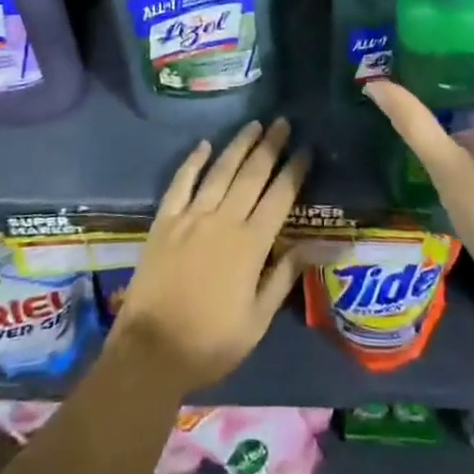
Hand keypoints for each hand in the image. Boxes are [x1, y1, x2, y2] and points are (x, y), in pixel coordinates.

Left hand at [108, 119, 309, 394]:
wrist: (151, 351)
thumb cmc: (211, 343)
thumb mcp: (258, 318)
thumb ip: (285, 275)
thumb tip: (321, 246)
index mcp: (251, 245)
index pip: (279, 197)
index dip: (294, 170)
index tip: (306, 148)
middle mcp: (223, 221)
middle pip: (251, 175)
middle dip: (270, 146)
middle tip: (283, 122)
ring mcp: (190, 217)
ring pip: (219, 171)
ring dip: (238, 145)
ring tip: (254, 124)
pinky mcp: (164, 221)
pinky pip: (180, 183)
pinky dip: (193, 161)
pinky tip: (204, 145)